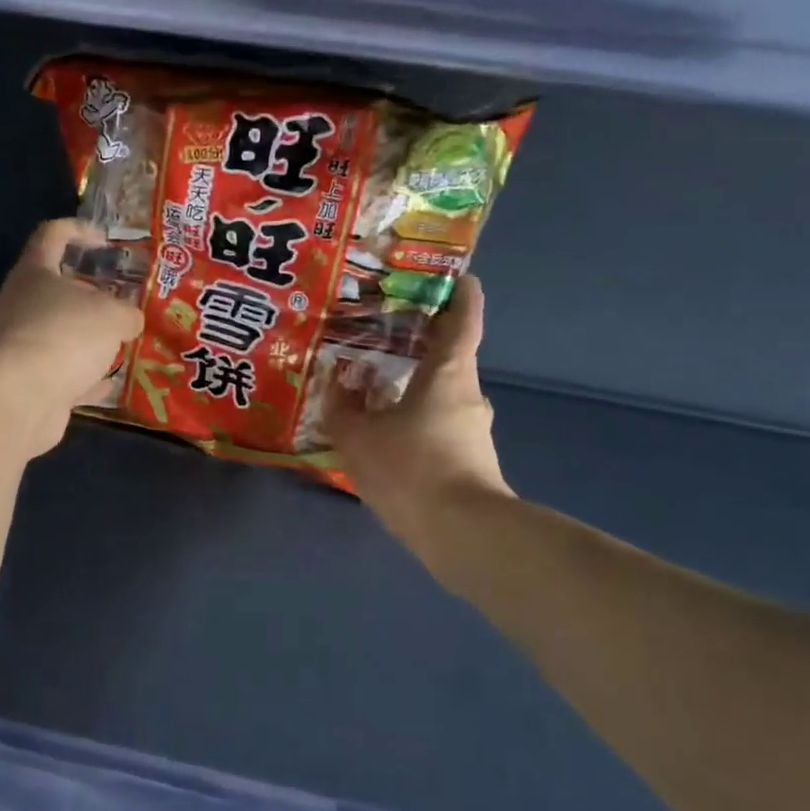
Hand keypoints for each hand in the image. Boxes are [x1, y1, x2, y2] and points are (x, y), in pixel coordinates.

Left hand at [0, 219, 144, 457]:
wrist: (22, 398)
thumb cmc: (67, 335)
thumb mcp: (113, 316)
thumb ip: (127, 313)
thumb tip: (129, 320)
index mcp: (35, 272)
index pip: (52, 234)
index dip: (79, 231)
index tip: (105, 240)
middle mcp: (21, 303)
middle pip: (56, 288)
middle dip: (91, 294)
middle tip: (122, 300)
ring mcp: (20, 343)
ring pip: (59, 331)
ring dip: (87, 337)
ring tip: (122, 341)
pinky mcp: (25, 380)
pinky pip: (60, 371)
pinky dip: (83, 375)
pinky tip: (109, 382)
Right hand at [328, 275, 510, 555]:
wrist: (462, 536)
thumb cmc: (412, 467)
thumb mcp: (359, 436)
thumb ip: (342, 406)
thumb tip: (337, 381)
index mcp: (448, 371)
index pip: (464, 316)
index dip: (460, 291)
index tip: (453, 274)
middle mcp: (467, 393)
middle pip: (447, 355)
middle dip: (417, 341)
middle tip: (380, 331)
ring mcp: (471, 429)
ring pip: (438, 394)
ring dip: (410, 385)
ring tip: (369, 386)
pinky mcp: (469, 460)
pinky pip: (435, 425)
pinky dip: (412, 419)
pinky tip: (381, 434)